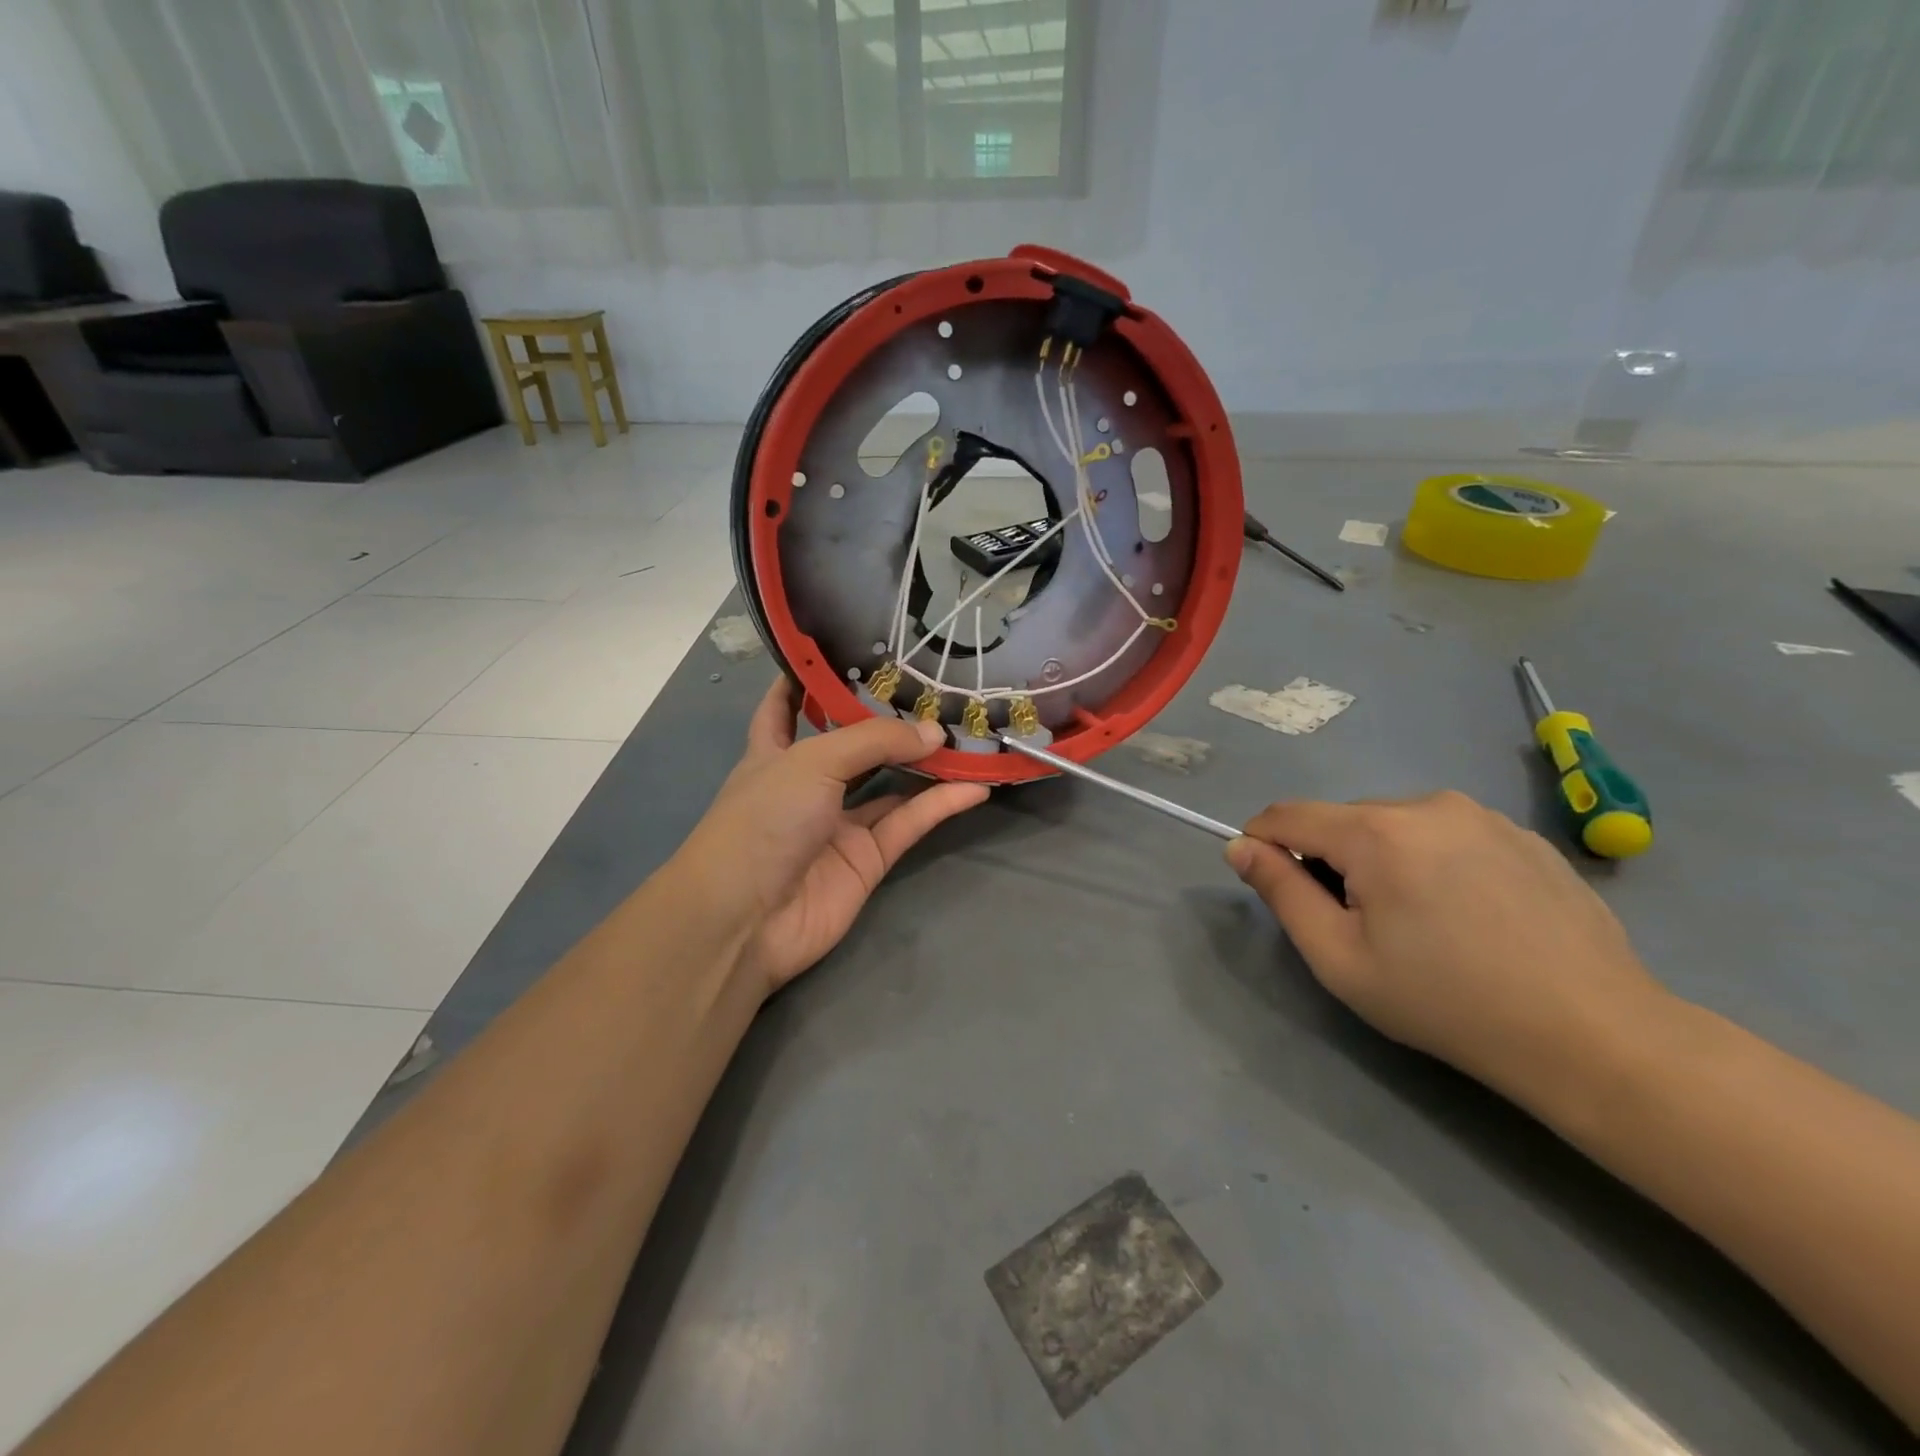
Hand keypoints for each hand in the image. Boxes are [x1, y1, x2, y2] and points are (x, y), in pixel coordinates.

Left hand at [672, 676, 989, 995]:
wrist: (748, 919)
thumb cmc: (764, 820)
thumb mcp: (813, 762)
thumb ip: (875, 741)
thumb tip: (934, 732)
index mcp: (774, 753)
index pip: (784, 707)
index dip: (805, 681)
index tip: (839, 651)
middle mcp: (808, 785)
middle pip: (853, 745)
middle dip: (888, 722)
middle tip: (934, 691)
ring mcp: (839, 825)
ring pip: (890, 785)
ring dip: (925, 763)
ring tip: (967, 734)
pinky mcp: (868, 860)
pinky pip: (910, 823)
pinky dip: (941, 805)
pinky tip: (975, 785)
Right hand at [1225, 792, 1666, 1100]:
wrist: (1593, 1035)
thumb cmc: (1446, 1002)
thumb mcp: (1338, 957)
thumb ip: (1280, 892)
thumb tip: (1240, 847)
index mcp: (1376, 831)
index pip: (1287, 815)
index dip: (1261, 842)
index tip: (1267, 882)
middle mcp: (1426, 804)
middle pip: (1343, 821)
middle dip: (1330, 859)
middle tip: (1357, 925)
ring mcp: (1482, 815)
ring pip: (1396, 826)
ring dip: (1382, 859)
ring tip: (1418, 922)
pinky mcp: (1523, 835)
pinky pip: (1447, 835)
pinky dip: (1432, 862)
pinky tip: (1467, 916)